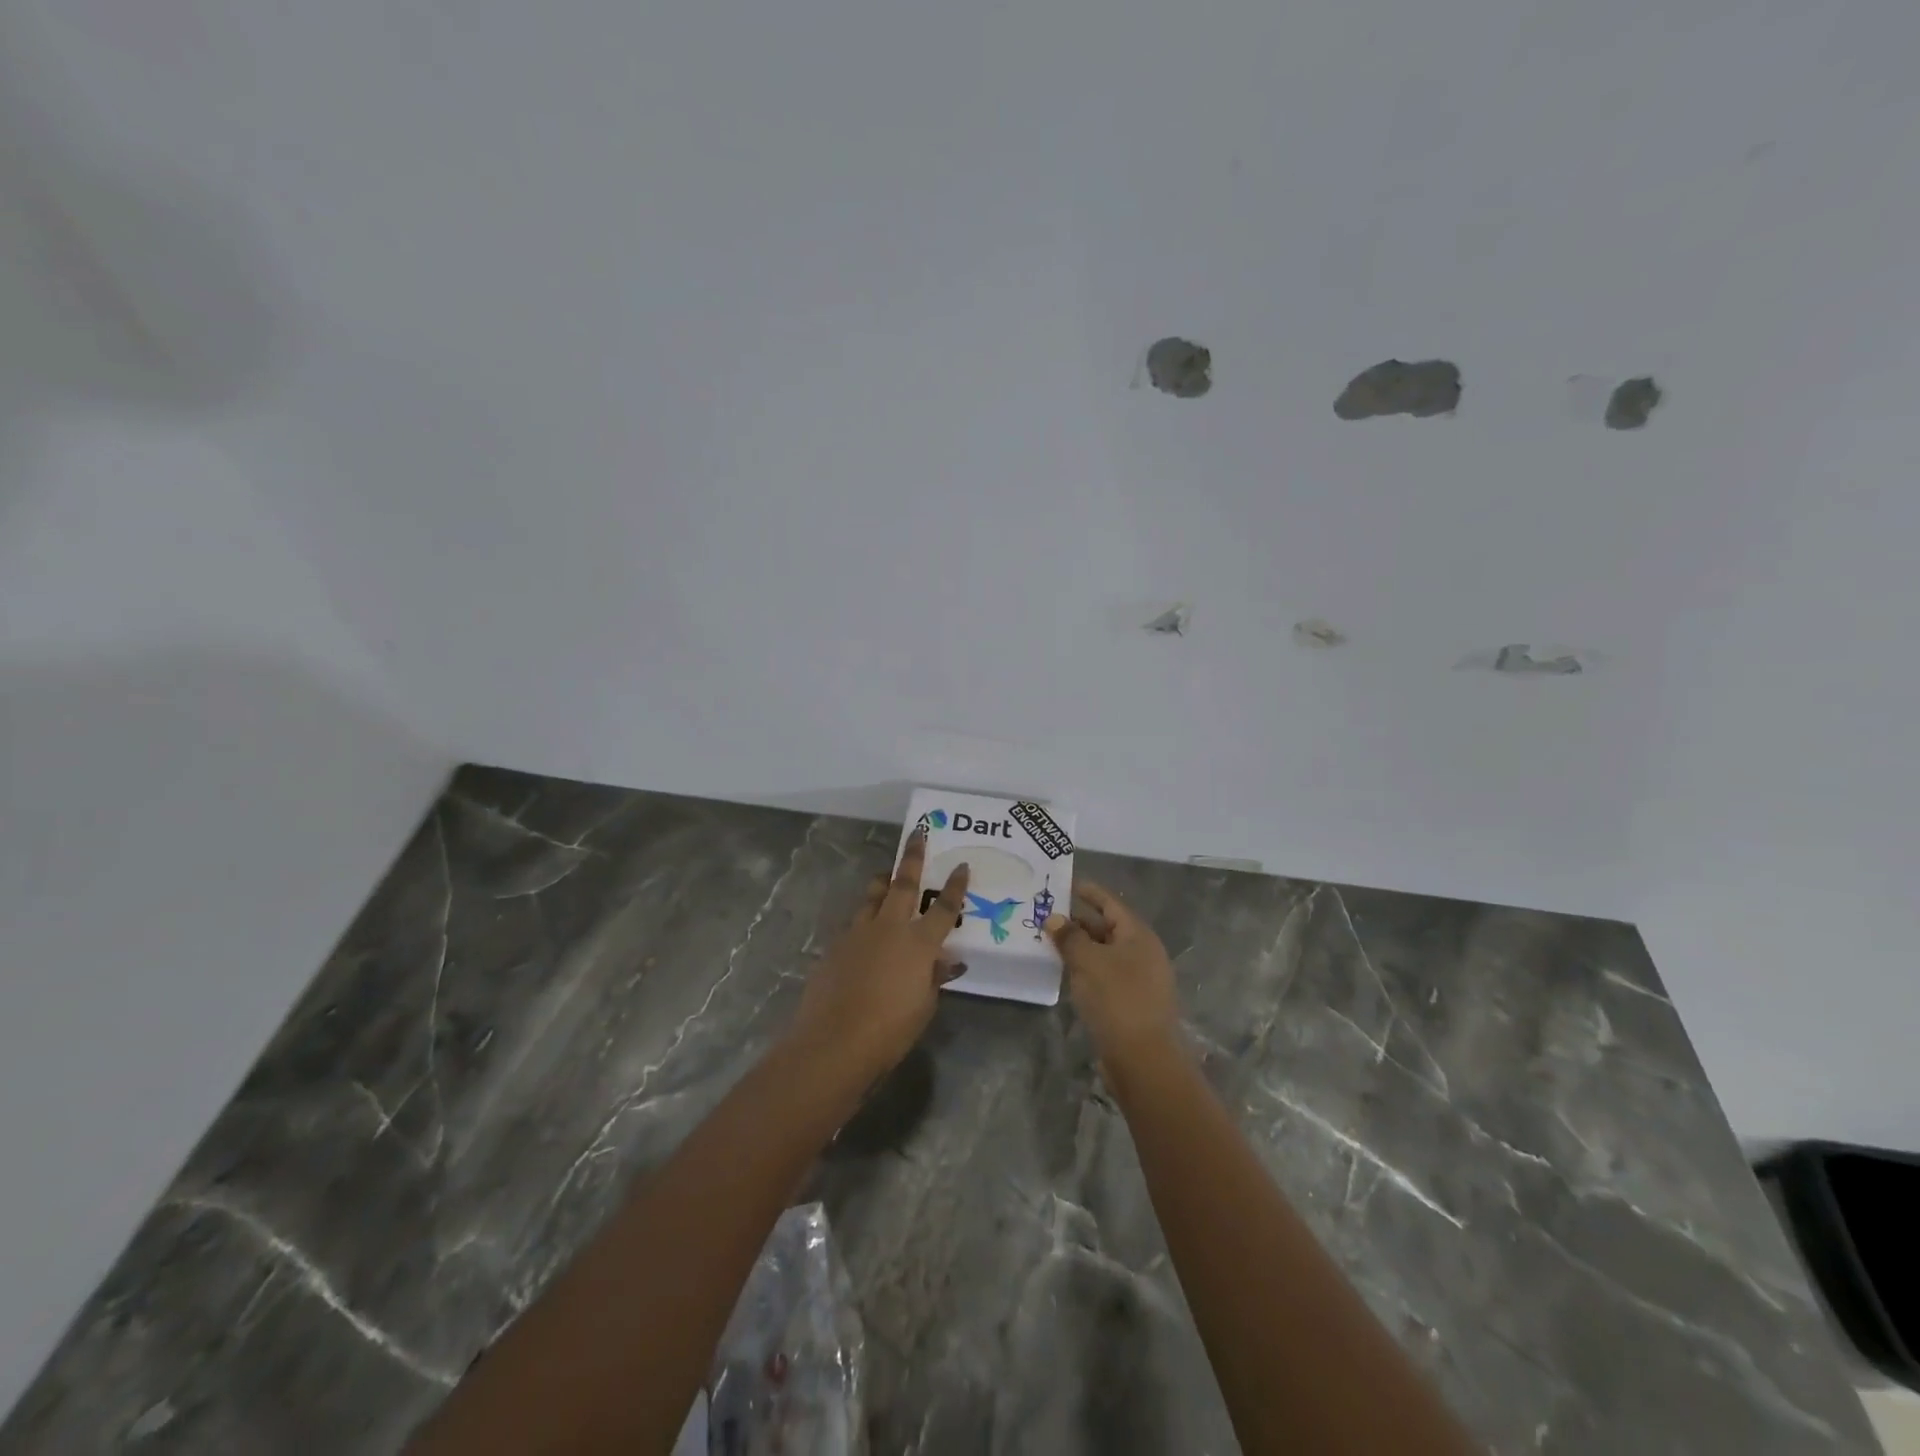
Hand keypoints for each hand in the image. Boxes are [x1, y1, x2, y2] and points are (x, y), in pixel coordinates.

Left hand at [790, 829, 968, 1080]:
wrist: (834, 1042)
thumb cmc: (890, 1031)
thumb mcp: (924, 1006)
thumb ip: (934, 978)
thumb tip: (944, 961)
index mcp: (918, 943)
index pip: (944, 908)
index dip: (955, 886)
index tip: (961, 865)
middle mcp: (889, 928)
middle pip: (903, 883)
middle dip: (912, 857)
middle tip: (917, 833)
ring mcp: (858, 933)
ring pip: (873, 897)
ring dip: (883, 883)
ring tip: (887, 876)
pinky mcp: (835, 946)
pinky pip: (855, 924)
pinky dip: (865, 920)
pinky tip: (865, 933)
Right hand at [1047, 881, 1181, 1067]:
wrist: (1144, 1059)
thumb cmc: (1117, 999)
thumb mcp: (1088, 962)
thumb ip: (1069, 937)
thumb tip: (1054, 919)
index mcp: (1138, 935)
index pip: (1110, 904)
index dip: (1089, 892)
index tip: (1066, 884)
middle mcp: (1142, 953)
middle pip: (1107, 928)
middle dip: (1079, 921)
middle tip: (1048, 915)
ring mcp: (1139, 979)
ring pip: (1105, 954)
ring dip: (1080, 947)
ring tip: (1050, 942)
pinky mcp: (1131, 1003)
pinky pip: (1105, 975)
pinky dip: (1086, 969)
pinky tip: (1066, 973)